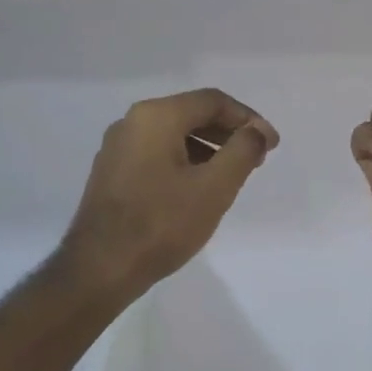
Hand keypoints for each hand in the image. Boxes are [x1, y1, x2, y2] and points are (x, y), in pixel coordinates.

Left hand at [61, 88, 278, 295]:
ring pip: (173, 134)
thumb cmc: (162, 224)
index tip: (271, 144)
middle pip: (191, 113)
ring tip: (231, 176)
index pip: (213, 101)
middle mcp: (132, 122)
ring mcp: (117, 147)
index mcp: (156, 116)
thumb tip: (256, 131)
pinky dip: (184, 160)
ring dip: (208, 147)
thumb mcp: (215, 187)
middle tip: (256, 158)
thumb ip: (242, 151)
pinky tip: (197, 188)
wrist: (100, 268)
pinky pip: (156, 152)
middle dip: (228, 132)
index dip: (248, 119)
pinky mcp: (111, 172)